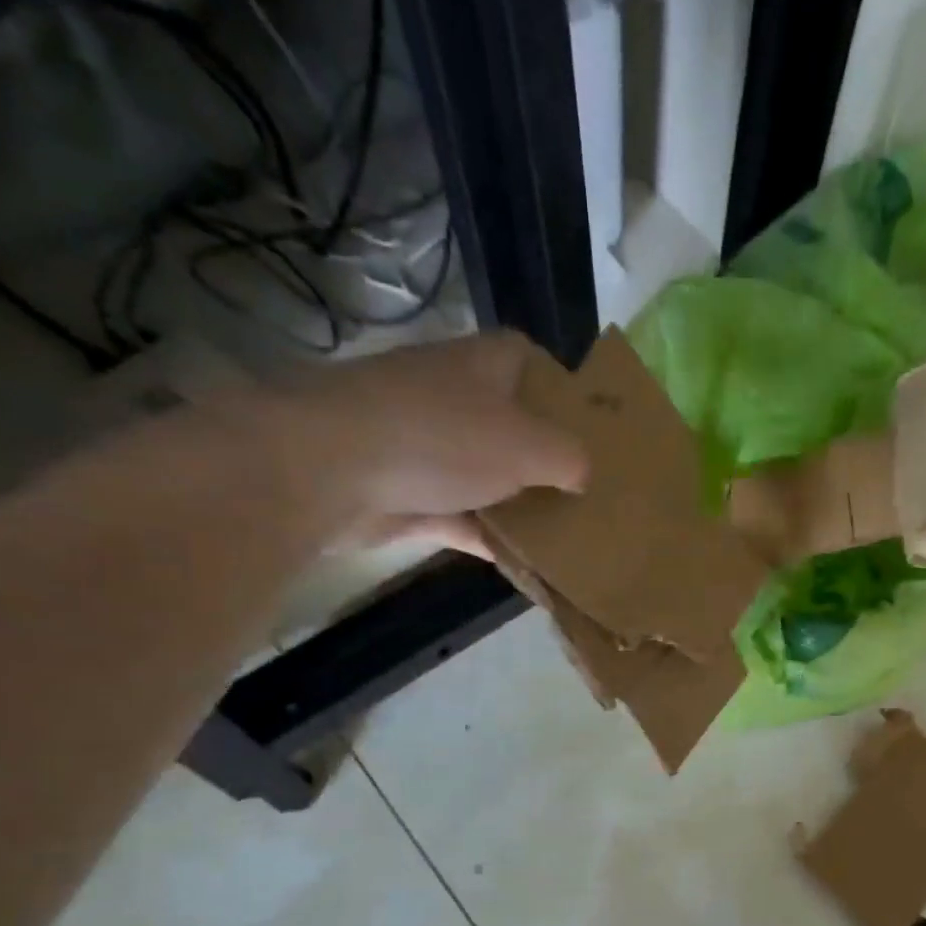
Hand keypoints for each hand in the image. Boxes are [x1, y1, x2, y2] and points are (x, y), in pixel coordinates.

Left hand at [225, 331, 588, 550]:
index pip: (529, 360)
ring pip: (488, 476)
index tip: (593, 429)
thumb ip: (569, 459)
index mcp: (484, 365)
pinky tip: (526, 564)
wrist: (331, 470)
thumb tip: (583, 476)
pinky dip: (490, 538)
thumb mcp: (529, 445)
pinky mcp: (408, 494)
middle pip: (513, 425)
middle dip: (548, 458)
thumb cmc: (442, 438)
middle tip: (589, 491)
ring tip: (569, 532)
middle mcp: (455, 398)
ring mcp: (427, 448)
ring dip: (520, 504)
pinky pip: (463, 518)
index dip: (562, 389)